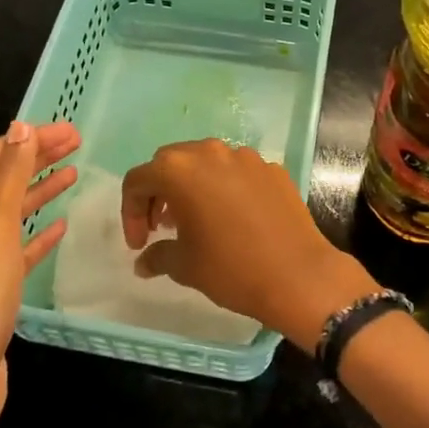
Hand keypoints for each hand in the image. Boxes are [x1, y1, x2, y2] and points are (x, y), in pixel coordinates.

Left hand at [0, 121, 79, 427]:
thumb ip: (8, 176)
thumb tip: (19, 126)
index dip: (29, 138)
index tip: (69, 130)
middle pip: (4, 180)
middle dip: (38, 157)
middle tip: (78, 143)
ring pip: (13, 212)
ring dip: (41, 189)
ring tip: (73, 174)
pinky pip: (20, 249)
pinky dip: (40, 233)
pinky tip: (60, 227)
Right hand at [120, 140, 374, 352]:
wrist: (299, 275)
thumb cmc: (231, 268)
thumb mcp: (185, 266)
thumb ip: (157, 256)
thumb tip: (143, 262)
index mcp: (180, 170)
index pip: (139, 180)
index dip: (130, 211)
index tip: (139, 243)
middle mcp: (211, 152)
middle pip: (170, 163)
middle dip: (159, 192)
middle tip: (161, 226)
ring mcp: (246, 157)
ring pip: (206, 163)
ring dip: (192, 186)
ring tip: (196, 220)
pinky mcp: (272, 168)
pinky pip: (237, 172)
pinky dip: (225, 188)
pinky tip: (233, 219)